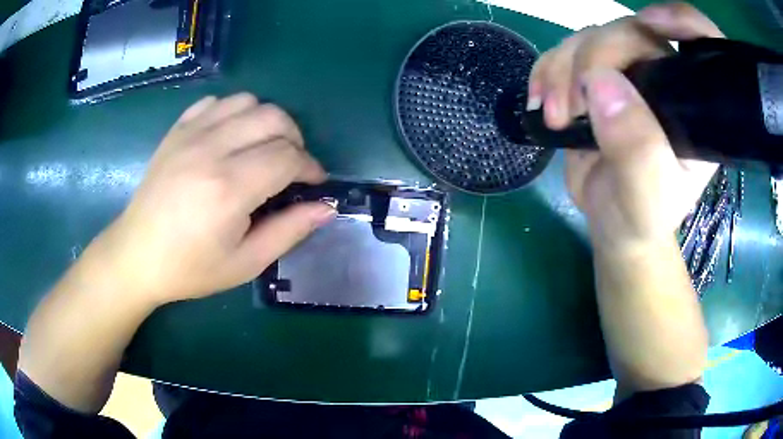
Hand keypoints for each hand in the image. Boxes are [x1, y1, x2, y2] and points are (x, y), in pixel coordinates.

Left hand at [87, 93, 334, 304]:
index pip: (287, 156)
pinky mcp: (177, 131)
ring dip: (266, 121)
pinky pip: (215, 103)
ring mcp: (190, 134)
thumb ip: (289, 231)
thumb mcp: (245, 263)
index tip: (314, 182)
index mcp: (229, 188)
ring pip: (247, 101)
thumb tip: (326, 208)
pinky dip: (233, 113)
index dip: (310, 166)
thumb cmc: (189, 268)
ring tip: (262, 149)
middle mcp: (211, 149)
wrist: (136, 255)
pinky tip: (230, 138)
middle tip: (291, 166)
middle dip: (294, 139)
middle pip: (273, 118)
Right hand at [527, 3, 722, 251]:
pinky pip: (565, 52)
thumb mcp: (647, 197)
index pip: (701, 45)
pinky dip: (546, 70)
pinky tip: (540, 101)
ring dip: (562, 69)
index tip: (651, 22)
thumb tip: (600, 84)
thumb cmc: (641, 215)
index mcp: (692, 106)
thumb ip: (637, 149)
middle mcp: (664, 80)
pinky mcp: (596, 78)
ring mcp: (628, 75)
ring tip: (555, 116)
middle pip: (630, 33)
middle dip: (593, 58)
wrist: (613, 222)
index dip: (682, 21)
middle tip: (570, 106)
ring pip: (592, 37)